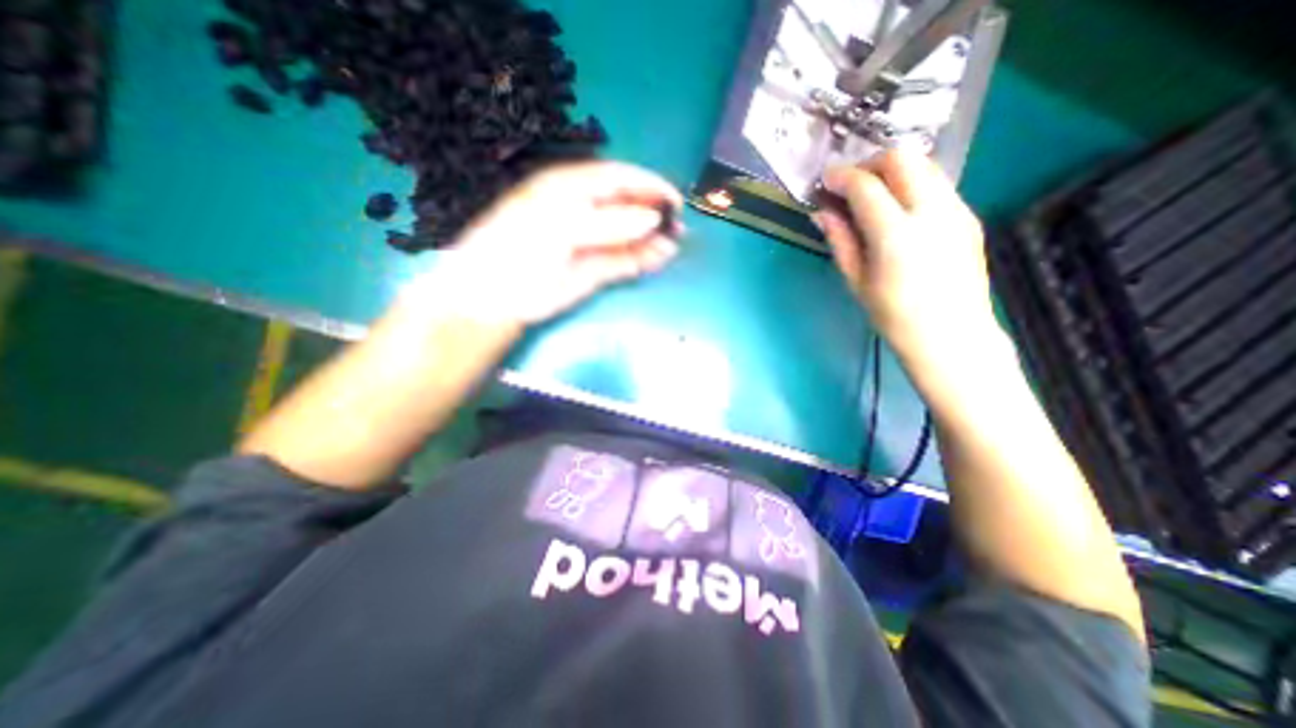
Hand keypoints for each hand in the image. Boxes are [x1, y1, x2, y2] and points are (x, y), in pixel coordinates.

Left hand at [426, 162, 686, 327]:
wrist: (497, 296)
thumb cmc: (519, 249)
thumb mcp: (561, 226)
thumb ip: (608, 222)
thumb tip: (651, 218)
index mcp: (569, 188)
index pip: (616, 178)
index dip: (647, 185)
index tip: (673, 199)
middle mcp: (584, 212)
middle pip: (627, 207)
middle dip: (654, 213)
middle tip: (678, 226)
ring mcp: (592, 243)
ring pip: (629, 237)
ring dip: (653, 239)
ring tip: (674, 244)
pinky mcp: (595, 270)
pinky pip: (624, 261)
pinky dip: (643, 260)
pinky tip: (660, 258)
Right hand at [814, 148, 995, 362]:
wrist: (952, 336)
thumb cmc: (894, 317)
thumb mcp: (857, 281)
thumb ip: (840, 240)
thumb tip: (822, 213)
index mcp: (896, 235)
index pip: (865, 186)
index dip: (841, 177)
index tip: (825, 180)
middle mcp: (931, 212)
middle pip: (901, 159)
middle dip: (869, 163)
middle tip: (849, 184)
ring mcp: (957, 210)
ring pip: (925, 164)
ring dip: (893, 170)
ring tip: (872, 194)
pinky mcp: (968, 216)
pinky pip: (938, 183)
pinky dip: (912, 184)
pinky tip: (898, 209)